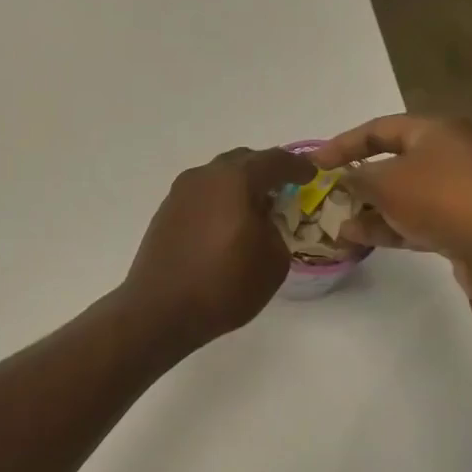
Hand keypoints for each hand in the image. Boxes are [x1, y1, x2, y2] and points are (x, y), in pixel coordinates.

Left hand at [122, 148, 313, 346]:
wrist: (160, 310)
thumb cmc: (224, 285)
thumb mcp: (272, 261)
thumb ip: (276, 229)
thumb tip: (262, 220)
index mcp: (235, 180)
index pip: (275, 161)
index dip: (298, 166)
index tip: (311, 174)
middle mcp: (204, 176)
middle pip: (242, 162)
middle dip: (265, 172)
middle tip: (282, 190)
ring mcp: (179, 193)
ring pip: (218, 178)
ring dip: (238, 188)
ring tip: (254, 210)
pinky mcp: (165, 213)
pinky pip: (200, 196)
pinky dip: (218, 202)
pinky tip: (225, 226)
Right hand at [310, 115, 471, 295]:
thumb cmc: (444, 199)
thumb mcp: (388, 182)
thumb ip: (359, 178)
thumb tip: (347, 179)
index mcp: (438, 130)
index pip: (380, 128)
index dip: (343, 143)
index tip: (314, 162)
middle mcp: (454, 154)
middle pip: (396, 162)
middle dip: (360, 181)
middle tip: (329, 198)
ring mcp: (465, 191)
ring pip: (407, 195)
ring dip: (373, 209)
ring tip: (340, 226)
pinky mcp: (469, 224)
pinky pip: (421, 220)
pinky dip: (392, 227)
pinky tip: (363, 240)